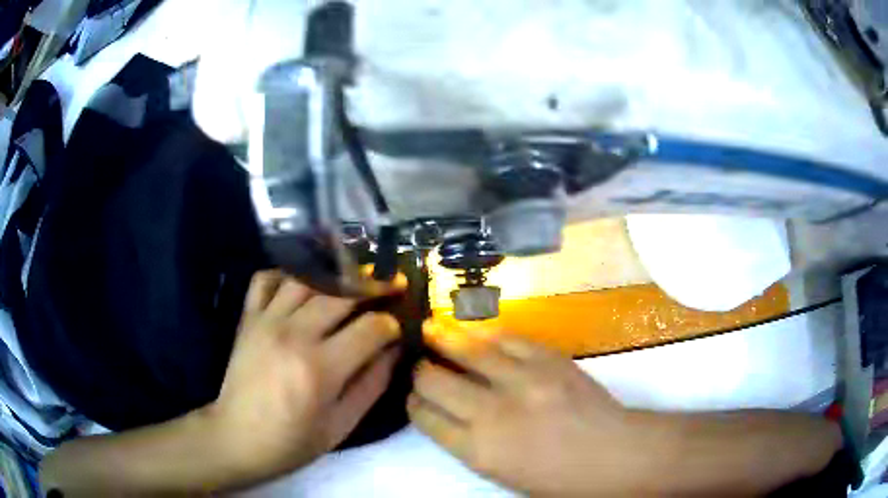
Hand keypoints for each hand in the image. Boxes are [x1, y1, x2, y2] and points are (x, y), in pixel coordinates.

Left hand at [204, 270, 402, 484]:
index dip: (391, 325)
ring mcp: (266, 321)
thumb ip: (372, 384)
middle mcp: (293, 335)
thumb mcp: (342, 425)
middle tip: (391, 287)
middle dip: (373, 287)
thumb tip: (394, 349)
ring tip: (352, 283)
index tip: (398, 328)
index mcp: (320, 368)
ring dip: (335, 278)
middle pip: (341, 295)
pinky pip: (266, 279)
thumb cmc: (293, 441)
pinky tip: (302, 286)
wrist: (238, 438)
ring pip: (307, 279)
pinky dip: (286, 275)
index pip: (370, 328)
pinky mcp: (248, 318)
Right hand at [409, 332, 645, 496]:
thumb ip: (470, 443)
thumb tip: (450, 413)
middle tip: (417, 363)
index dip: (413, 404)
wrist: (614, 455)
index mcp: (478, 450)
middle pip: (435, 382)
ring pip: (469, 351)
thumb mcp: (503, 473)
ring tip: (430, 327)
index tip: (412, 396)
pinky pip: (509, 339)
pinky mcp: (549, 360)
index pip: (426, 418)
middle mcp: (492, 412)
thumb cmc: (558, 479)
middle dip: (420, 372)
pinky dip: (487, 334)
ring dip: (444, 338)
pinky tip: (476, 329)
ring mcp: (523, 381)